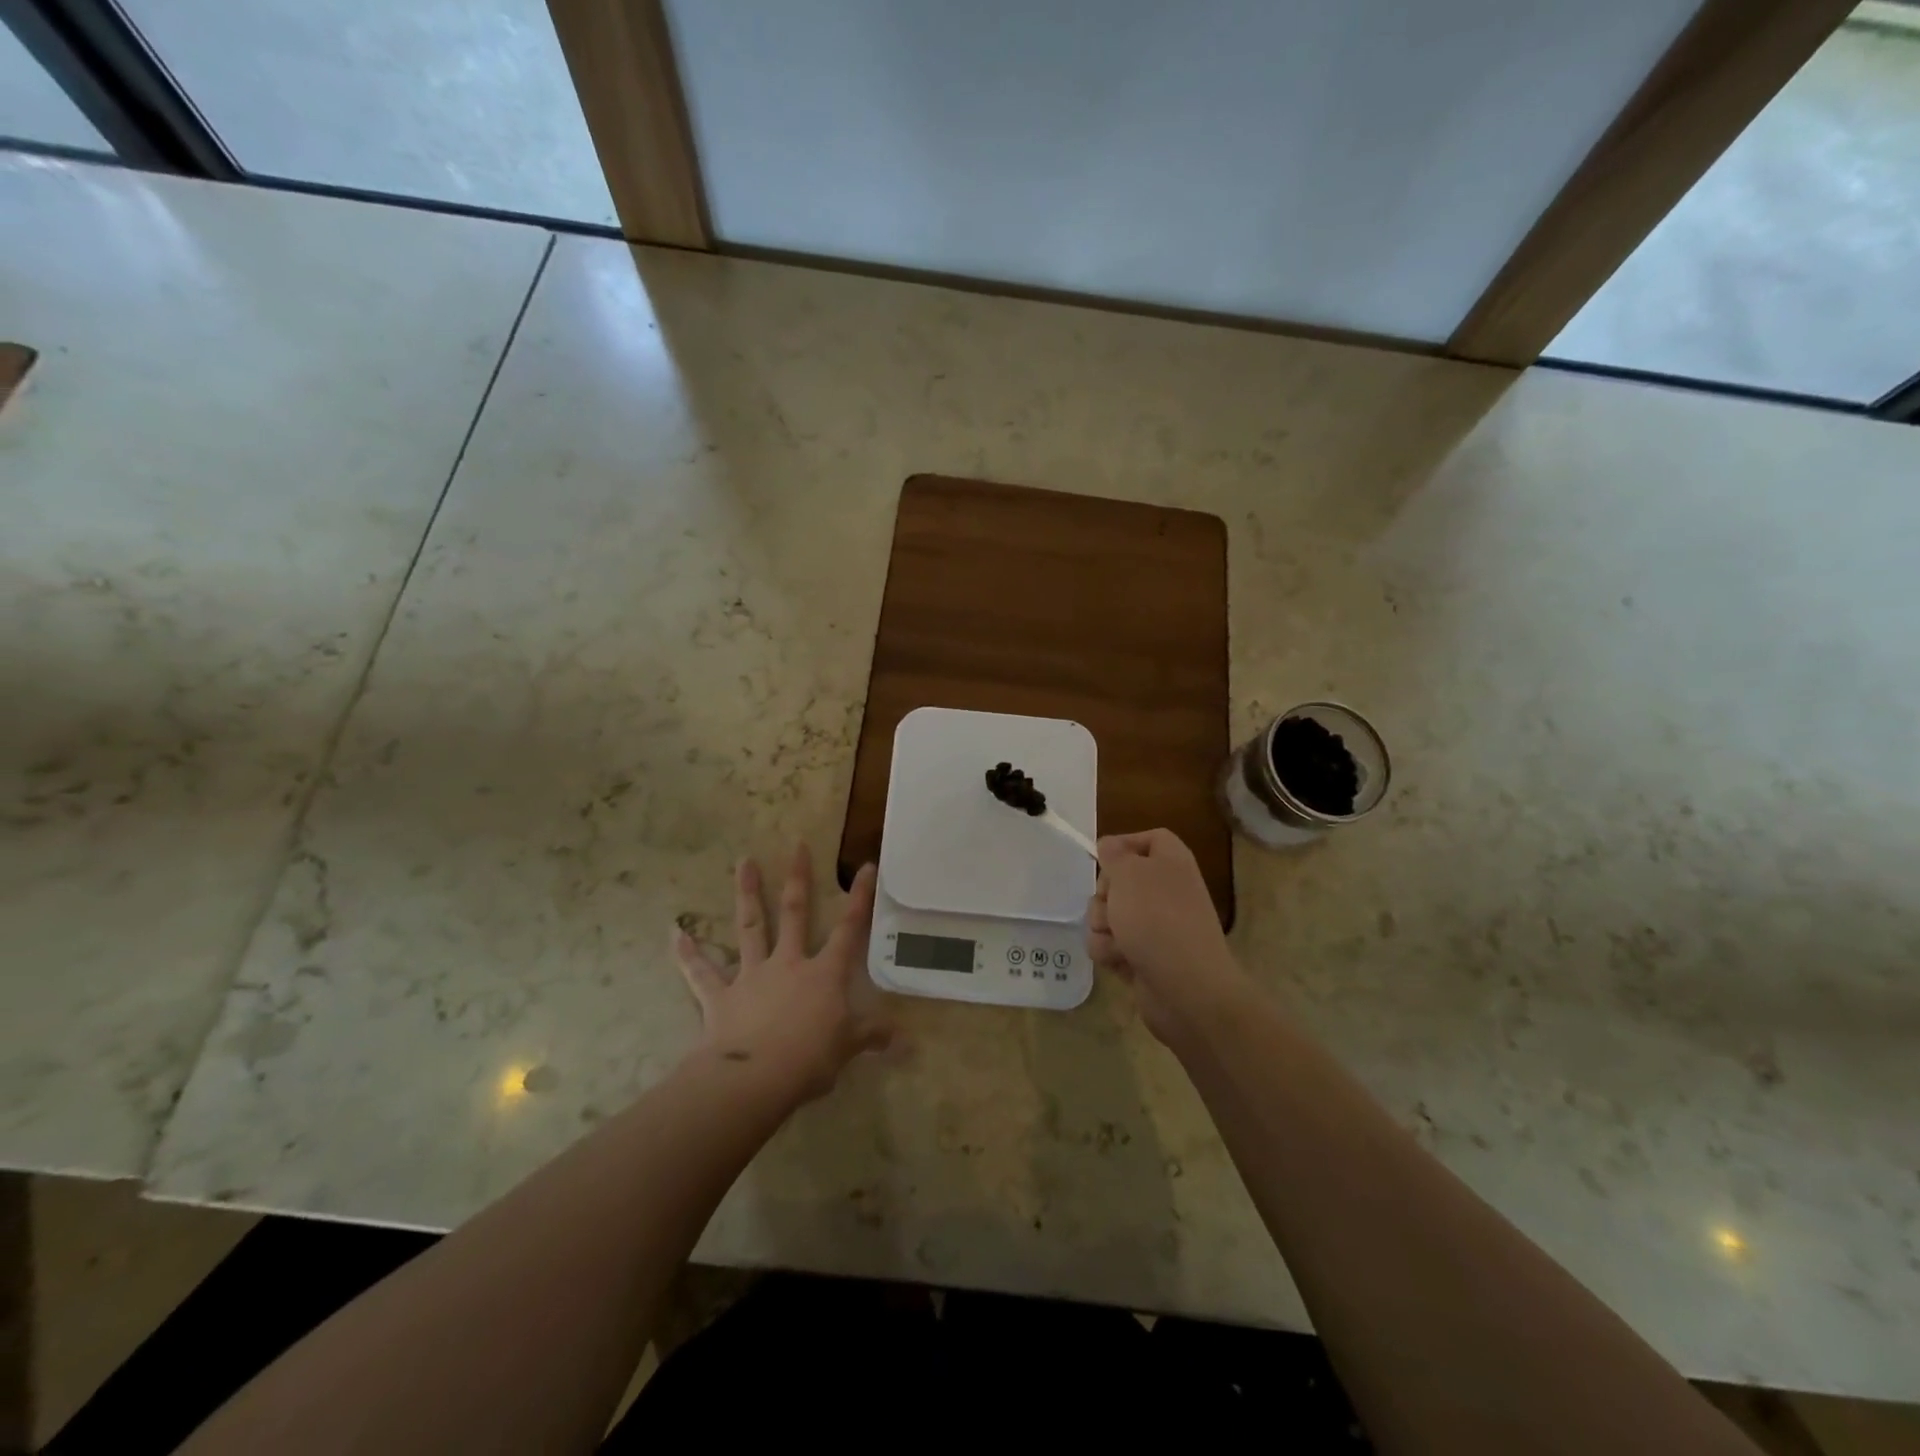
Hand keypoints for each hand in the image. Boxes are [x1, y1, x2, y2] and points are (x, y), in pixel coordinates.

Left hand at [673, 845, 892, 1105]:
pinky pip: (701, 972)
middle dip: (798, 878)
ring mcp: (752, 975)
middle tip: (797, 845)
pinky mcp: (721, 996)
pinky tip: (675, 932)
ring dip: (747, 894)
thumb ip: (872, 1037)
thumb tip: (906, 1042)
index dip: (860, 897)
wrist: (753, 1078)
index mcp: (824, 974)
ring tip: (744, 862)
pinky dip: (688, 954)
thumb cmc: (809, 1060)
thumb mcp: (848, 1048)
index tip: (865, 865)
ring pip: (751, 927)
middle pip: (796, 913)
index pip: (849, 929)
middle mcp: (789, 963)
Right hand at [1088, 828, 1245, 1048]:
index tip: (1103, 857)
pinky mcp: (1142, 956)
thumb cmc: (1157, 919)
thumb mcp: (1129, 873)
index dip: (1125, 844)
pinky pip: (1110, 945)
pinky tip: (1122, 961)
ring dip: (1103, 927)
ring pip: (1108, 915)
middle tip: (1111, 904)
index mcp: (1172, 863)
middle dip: (1104, 894)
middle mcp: (1165, 891)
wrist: (1186, 988)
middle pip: (1119, 880)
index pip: (1150, 838)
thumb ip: (1114, 854)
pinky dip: (1110, 952)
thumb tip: (1110, 846)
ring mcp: (1155, 927)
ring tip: (1119, 941)